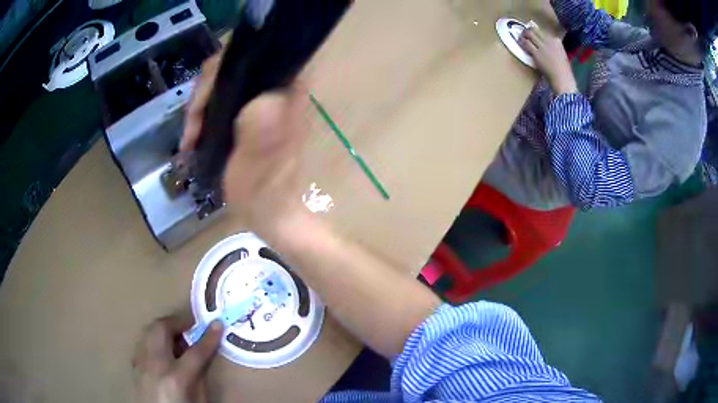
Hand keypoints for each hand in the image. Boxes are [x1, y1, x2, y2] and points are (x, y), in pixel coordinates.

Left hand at [133, 313, 222, 402]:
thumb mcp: (200, 400)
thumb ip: (201, 375)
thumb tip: (203, 353)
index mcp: (176, 378)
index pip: (195, 351)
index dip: (209, 337)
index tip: (217, 324)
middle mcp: (155, 366)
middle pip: (162, 329)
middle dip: (178, 323)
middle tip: (192, 326)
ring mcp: (141, 364)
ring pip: (149, 331)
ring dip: (164, 329)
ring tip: (178, 338)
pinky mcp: (135, 366)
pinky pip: (143, 344)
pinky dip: (154, 341)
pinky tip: (163, 352)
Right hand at [182, 50, 310, 239]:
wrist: (272, 217)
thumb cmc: (265, 194)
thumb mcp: (258, 161)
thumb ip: (261, 126)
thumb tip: (260, 94)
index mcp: (287, 93)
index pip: (254, 54)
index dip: (222, 67)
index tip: (202, 100)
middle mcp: (277, 90)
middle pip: (233, 68)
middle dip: (205, 93)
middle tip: (191, 125)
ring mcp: (263, 102)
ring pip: (223, 84)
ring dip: (201, 107)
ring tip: (190, 137)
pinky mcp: (251, 116)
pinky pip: (221, 102)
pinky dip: (204, 116)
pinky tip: (194, 136)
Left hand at [519, 27, 577, 95]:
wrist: (563, 79)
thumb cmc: (563, 70)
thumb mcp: (560, 54)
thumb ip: (553, 46)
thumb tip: (542, 42)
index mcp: (557, 41)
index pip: (543, 31)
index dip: (536, 32)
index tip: (533, 34)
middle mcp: (550, 41)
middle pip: (535, 30)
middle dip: (528, 30)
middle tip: (524, 33)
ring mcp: (543, 46)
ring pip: (529, 34)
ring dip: (523, 34)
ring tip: (521, 37)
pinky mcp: (537, 53)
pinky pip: (526, 44)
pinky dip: (522, 42)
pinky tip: (520, 43)